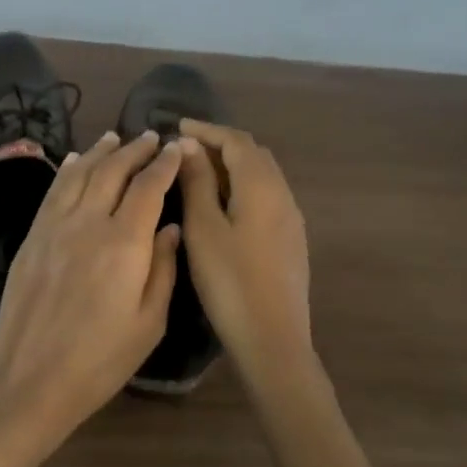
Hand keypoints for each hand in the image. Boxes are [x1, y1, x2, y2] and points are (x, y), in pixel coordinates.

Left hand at [0, 130, 184, 439]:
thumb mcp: (149, 323)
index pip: (148, 187)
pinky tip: (75, 161)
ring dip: (100, 152)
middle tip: (151, 137)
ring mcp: (54, 227)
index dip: (164, 164)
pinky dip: (67, 170)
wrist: (31, 380)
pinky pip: (52, 192)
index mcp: (124, 243)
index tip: (177, 149)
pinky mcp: (31, 238)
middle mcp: (88, 222)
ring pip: (80, 174)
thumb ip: (163, 269)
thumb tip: (169, 228)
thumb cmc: (100, 360)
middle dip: (135, 150)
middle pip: (113, 171)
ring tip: (115, 137)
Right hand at [175, 120, 313, 380]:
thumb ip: (197, 183)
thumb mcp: (204, 228)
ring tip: (197, 174)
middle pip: (253, 154)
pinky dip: (241, 187)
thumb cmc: (230, 281)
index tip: (176, 127)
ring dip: (231, 166)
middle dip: (220, 144)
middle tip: (185, 149)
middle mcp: (283, 195)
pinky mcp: (290, 241)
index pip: (236, 140)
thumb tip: (189, 146)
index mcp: (262, 186)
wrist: (273, 338)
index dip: (206, 129)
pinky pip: (266, 197)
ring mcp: (291, 219)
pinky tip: (221, 206)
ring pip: (262, 176)